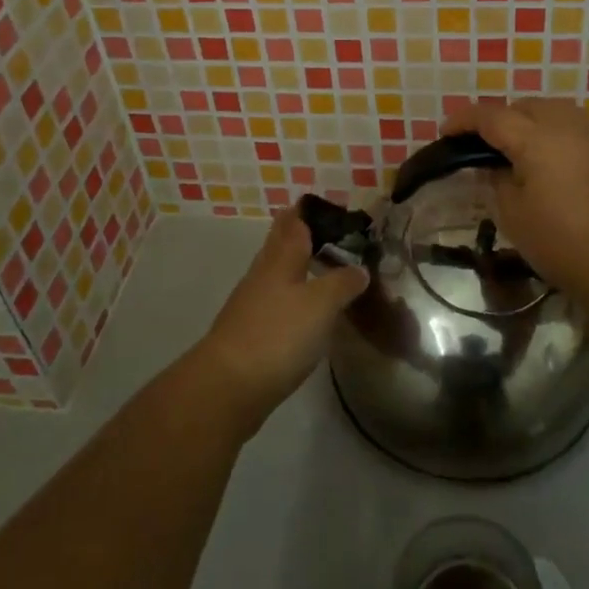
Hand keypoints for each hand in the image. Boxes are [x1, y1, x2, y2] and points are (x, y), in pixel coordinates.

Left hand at [194, 205, 367, 432]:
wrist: (229, 385)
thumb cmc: (279, 334)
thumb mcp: (322, 304)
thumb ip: (343, 283)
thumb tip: (359, 269)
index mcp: (281, 259)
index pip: (293, 224)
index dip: (304, 212)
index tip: (318, 204)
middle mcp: (263, 274)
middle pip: (278, 245)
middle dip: (295, 234)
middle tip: (319, 228)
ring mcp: (251, 303)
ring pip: (274, 272)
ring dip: (292, 264)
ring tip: (314, 263)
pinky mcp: (248, 332)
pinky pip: (272, 301)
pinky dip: (288, 294)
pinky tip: (299, 307)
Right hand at [442, 98, 588, 306]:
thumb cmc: (561, 242)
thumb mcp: (513, 214)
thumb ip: (498, 179)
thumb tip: (495, 165)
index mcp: (537, 137)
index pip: (491, 116)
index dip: (464, 121)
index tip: (446, 133)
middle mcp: (566, 125)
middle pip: (524, 106)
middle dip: (498, 118)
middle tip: (481, 145)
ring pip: (551, 111)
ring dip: (528, 121)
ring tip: (514, 149)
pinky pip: (572, 127)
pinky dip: (552, 133)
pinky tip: (546, 162)